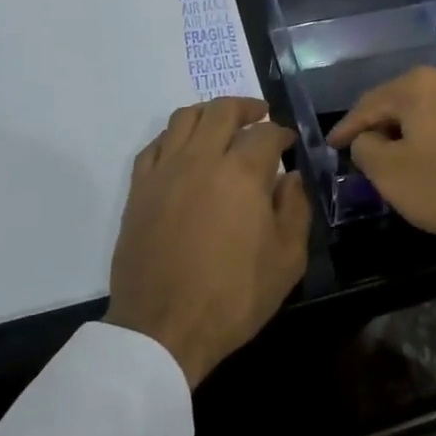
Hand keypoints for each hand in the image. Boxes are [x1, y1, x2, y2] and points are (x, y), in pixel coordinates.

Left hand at [105, 98, 310, 387]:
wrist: (163, 328)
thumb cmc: (234, 296)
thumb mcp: (287, 259)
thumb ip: (296, 209)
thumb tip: (291, 178)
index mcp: (242, 173)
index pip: (266, 133)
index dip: (282, 133)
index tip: (289, 142)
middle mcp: (201, 159)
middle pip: (222, 111)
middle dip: (246, 107)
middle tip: (259, 116)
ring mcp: (165, 171)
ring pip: (185, 118)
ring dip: (208, 113)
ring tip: (222, 125)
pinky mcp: (139, 189)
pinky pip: (155, 145)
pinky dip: (174, 137)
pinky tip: (184, 150)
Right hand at [327, 68, 435, 253]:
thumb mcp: (393, 175)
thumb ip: (366, 150)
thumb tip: (366, 139)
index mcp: (418, 85)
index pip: (368, 104)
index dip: (346, 128)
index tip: (331, 146)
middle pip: (402, 102)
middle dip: (382, 127)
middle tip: (365, 152)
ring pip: (433, 110)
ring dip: (414, 132)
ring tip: (403, 156)